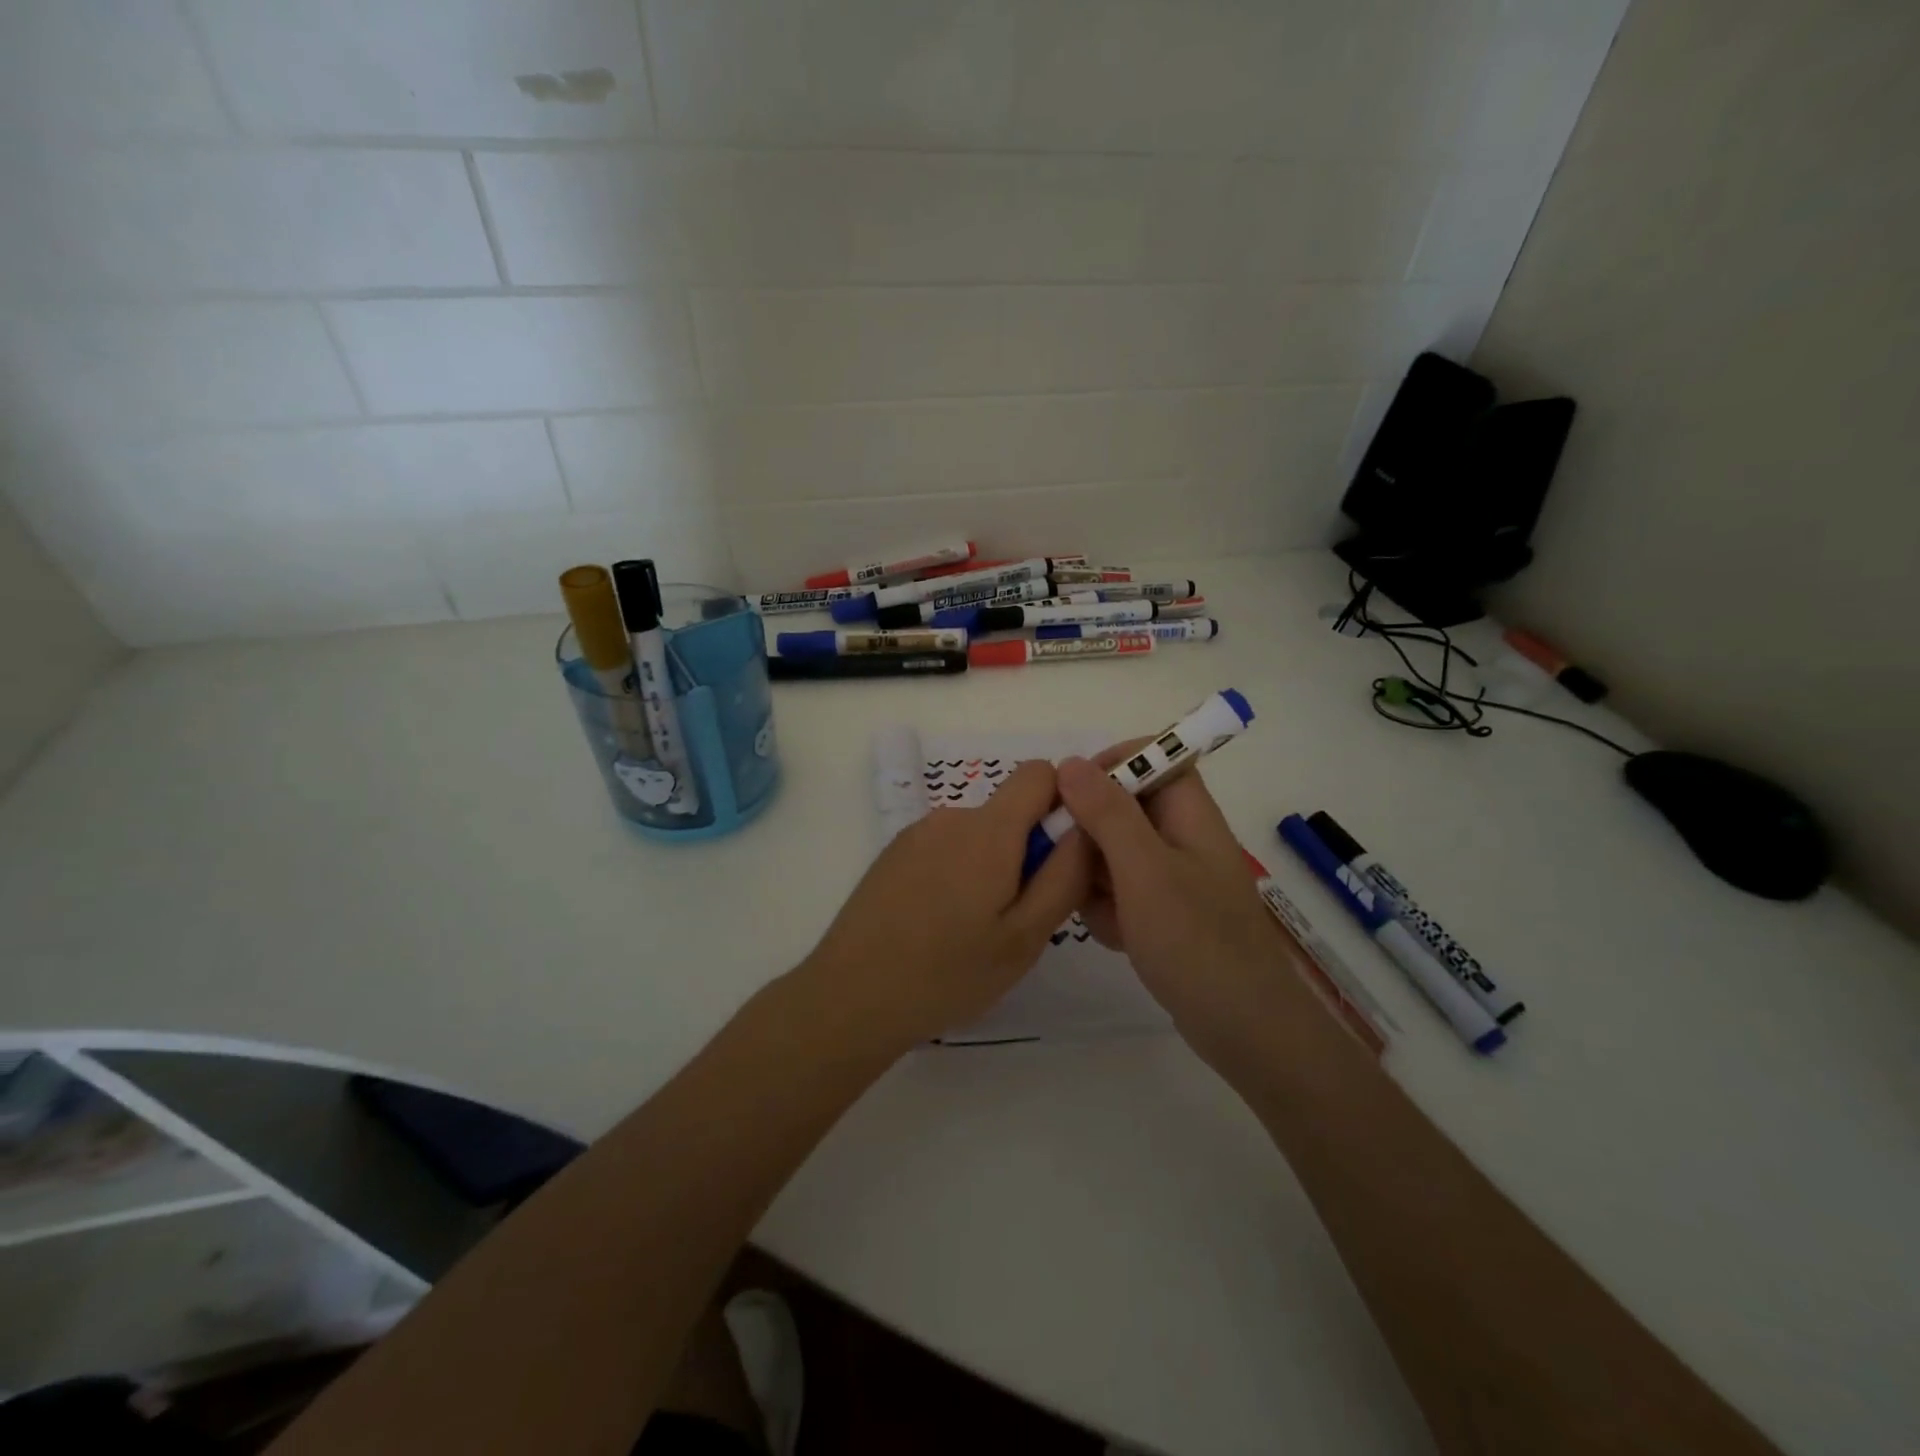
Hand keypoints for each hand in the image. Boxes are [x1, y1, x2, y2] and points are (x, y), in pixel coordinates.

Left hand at [797, 761, 1091, 1055]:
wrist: (850, 997)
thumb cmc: (947, 973)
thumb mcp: (1024, 937)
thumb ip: (1065, 876)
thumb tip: (1088, 828)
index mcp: (988, 830)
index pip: (1040, 774)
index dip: (1063, 804)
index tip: (1061, 857)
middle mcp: (950, 817)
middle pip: (1009, 811)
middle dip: (1027, 851)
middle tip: (1016, 918)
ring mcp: (916, 834)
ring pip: (978, 835)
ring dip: (991, 868)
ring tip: (974, 931)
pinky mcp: (893, 855)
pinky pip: (946, 849)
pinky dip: (958, 875)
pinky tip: (939, 927)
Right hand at [1056, 750, 1310, 1061]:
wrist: (1243, 1029)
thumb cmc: (1195, 941)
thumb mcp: (1143, 870)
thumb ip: (1107, 813)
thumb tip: (1071, 762)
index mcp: (1189, 813)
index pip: (1151, 756)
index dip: (1110, 765)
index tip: (1071, 795)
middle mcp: (1182, 836)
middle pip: (1123, 807)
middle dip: (1091, 836)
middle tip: (1075, 867)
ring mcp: (1174, 877)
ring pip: (1114, 852)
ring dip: (1096, 879)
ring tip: (1105, 914)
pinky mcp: (1165, 912)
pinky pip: (1121, 891)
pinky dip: (1110, 910)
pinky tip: (1117, 938)